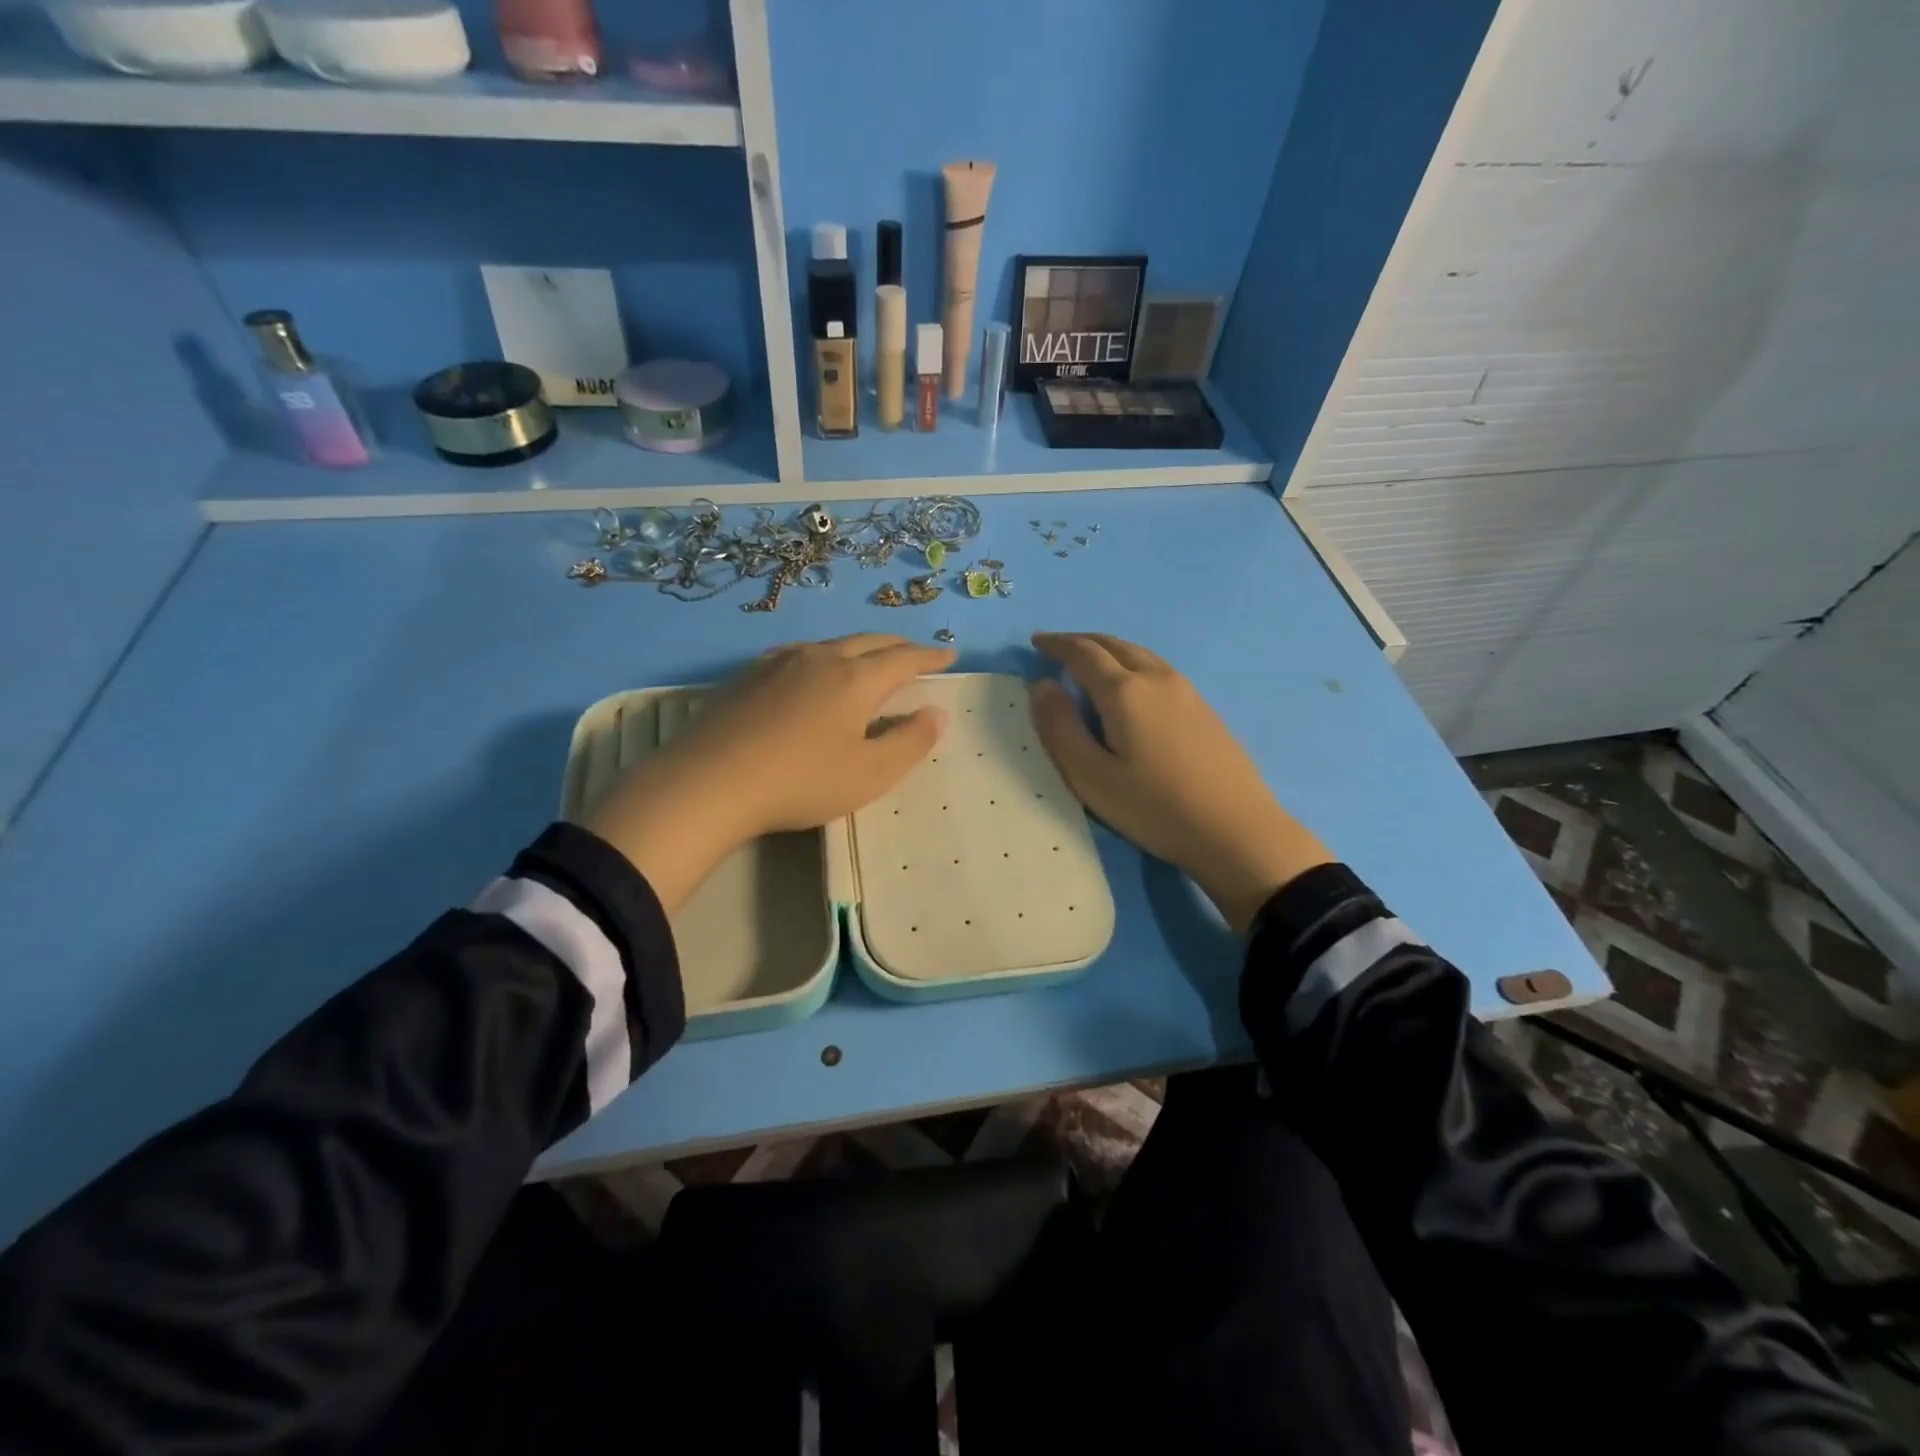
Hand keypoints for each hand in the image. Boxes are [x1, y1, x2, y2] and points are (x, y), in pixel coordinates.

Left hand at [584, 635, 953, 911]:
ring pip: (830, 644)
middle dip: (897, 645)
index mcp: (855, 679)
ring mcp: (778, 663)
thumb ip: (910, 742)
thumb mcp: (870, 774)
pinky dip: (821, 656)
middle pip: (868, 642)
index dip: (930, 656)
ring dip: (858, 648)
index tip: (949, 654)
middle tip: (914, 653)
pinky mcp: (747, 676)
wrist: (707, 782)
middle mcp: (820, 658)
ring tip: (867, 659)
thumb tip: (937, 713)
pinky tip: (809, 669)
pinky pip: (797, 654)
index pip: (904, 658)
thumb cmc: (800, 781)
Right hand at [1029, 632, 1331, 934]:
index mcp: (1124, 692)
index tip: (1036, 642)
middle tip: (1058, 647)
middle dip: (1082, 642)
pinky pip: (1158, 669)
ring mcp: (1186, 691)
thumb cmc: (1155, 808)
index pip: (1083, 653)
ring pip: (1140, 654)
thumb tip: (1042, 686)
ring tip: (1091, 662)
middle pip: (1114, 645)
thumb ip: (1060, 729)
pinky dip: (1132, 664)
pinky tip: (1132, 686)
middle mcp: (1156, 679)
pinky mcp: (1204, 709)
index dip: (1056, 644)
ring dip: (1110, 650)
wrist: (1237, 831)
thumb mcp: (1091, 777)